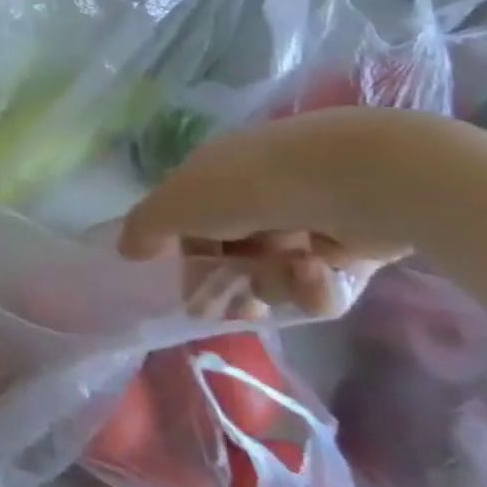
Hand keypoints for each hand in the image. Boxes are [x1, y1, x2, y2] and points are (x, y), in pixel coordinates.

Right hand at [119, 108, 437, 317]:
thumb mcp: (179, 202)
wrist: (358, 179)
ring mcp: (304, 219)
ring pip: (275, 274)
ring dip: (276, 284)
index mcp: (213, 175)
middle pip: (231, 255)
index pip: (188, 223)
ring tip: (292, 275)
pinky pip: (322, 283)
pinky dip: (317, 286)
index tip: (188, 296)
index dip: (184, 260)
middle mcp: (255, 194)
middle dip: (230, 286)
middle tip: (234, 311)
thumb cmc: (251, 186)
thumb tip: (127, 250)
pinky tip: (320, 273)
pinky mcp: (352, 247)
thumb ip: (146, 227)